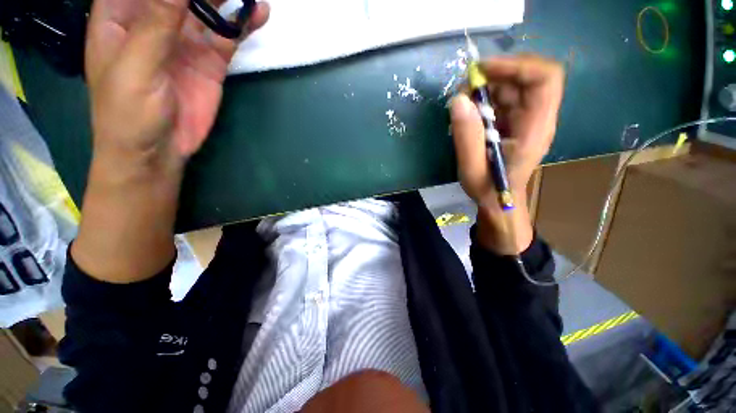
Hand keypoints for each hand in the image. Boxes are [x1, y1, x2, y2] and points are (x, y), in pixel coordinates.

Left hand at [87, 0, 269, 174]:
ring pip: (207, 8)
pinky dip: (242, 25)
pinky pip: (227, 37)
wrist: (158, 150)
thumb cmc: (129, 112)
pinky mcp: (209, 62)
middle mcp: (154, 21)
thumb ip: (157, 22)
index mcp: (122, 15)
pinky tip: (259, 13)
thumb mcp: (137, 65)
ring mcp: (185, 41)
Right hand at [450, 54, 564, 254]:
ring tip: (463, 106)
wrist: (498, 199)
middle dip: (494, 76)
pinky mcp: (514, 120)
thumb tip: (458, 100)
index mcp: (536, 128)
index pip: (545, 78)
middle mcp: (536, 116)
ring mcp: (525, 117)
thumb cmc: (489, 189)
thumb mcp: (472, 168)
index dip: (517, 65)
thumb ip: (466, 137)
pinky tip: (469, 114)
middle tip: (465, 91)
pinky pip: (502, 98)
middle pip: (526, 76)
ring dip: (485, 88)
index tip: (482, 71)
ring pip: (512, 85)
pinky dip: (483, 99)